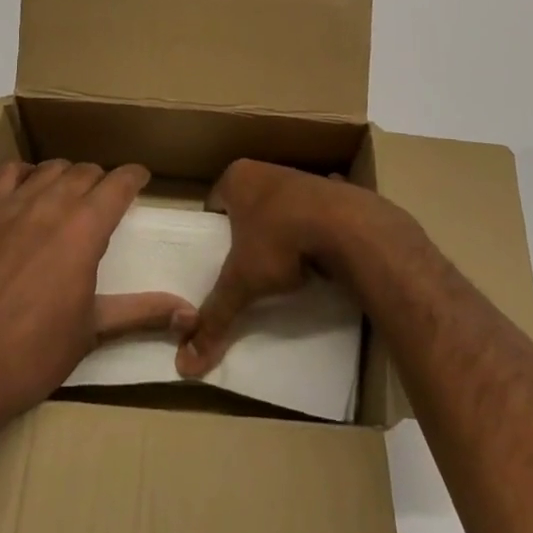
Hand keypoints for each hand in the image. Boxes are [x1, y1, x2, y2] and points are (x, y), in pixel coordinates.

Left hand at [0, 159, 193, 433]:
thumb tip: (188, 313)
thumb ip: (140, 313)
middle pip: (85, 172)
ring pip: (51, 168)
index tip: (142, 178)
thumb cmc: (31, 355)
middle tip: (107, 197)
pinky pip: (8, 172)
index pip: (119, 183)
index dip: (134, 176)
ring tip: (71, 192)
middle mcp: (52, 205)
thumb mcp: (91, 333)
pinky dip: (26, 173)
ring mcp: (13, 205)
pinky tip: (27, 190)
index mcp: (85, 230)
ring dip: (67, 174)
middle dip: (102, 179)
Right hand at [175, 159, 385, 378]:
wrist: (346, 225)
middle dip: (248, 232)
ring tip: (282, 267)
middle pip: (247, 206)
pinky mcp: (329, 192)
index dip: (214, 233)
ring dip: (281, 230)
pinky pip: (312, 214)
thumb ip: (216, 315)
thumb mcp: (242, 281)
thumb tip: (186, 362)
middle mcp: (265, 169)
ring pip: (280, 209)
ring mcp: (300, 178)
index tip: (218, 260)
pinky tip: (317, 255)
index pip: (214, 205)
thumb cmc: (280, 240)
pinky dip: (313, 230)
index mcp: (236, 178)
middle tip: (248, 267)